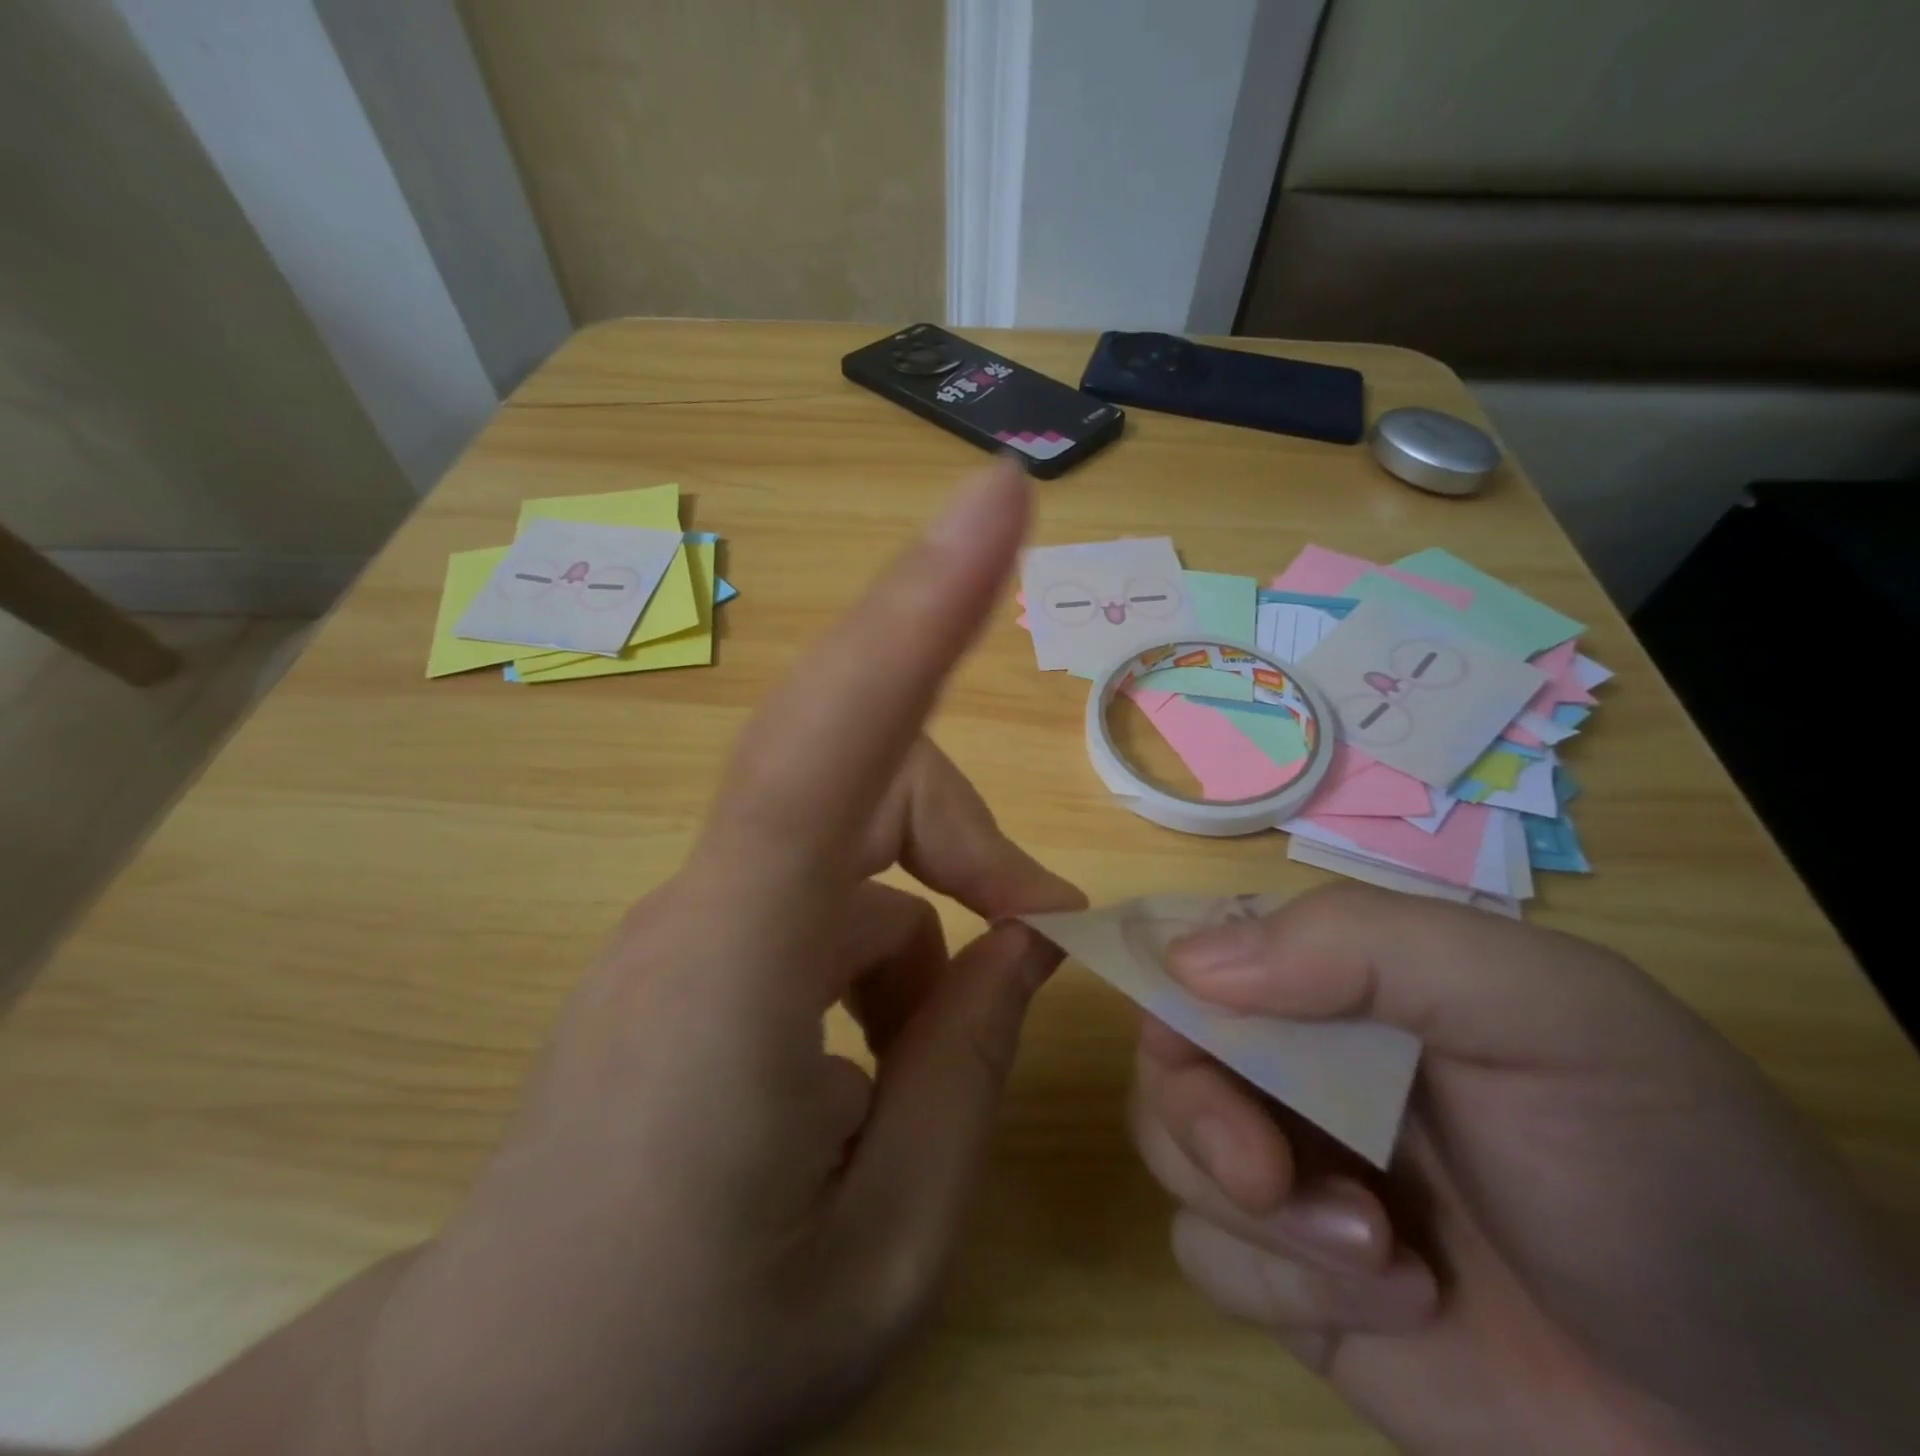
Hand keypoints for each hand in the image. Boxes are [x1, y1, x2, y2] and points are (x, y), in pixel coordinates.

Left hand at [110, 460, 1084, 1455]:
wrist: (482, 1415)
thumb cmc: (677, 1363)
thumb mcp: (884, 1252)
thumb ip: (968, 1073)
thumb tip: (1028, 941)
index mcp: (736, 977)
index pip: (826, 747)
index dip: (917, 610)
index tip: (995, 505)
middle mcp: (705, 906)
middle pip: (868, 773)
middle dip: (978, 836)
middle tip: (1049, 939)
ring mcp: (695, 914)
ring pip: (863, 844)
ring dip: (942, 923)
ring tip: (947, 1052)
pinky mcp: (697, 938)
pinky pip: (831, 894)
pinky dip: (896, 953)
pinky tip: (886, 1056)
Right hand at [1132, 884, 1919, 1454]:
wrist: (1791, 1447)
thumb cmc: (1663, 1177)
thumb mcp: (1547, 1014)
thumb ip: (1368, 948)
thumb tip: (1188, 963)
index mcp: (1345, 982)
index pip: (1204, 946)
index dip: (1172, 983)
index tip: (1193, 1037)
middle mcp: (1301, 1063)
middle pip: (1168, 1054)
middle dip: (1200, 1114)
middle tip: (1267, 1171)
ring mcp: (1291, 1170)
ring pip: (1168, 1149)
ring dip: (1250, 1211)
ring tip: (1378, 1255)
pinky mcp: (1290, 1277)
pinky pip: (1203, 1254)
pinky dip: (1273, 1282)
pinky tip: (1391, 1306)